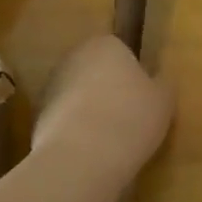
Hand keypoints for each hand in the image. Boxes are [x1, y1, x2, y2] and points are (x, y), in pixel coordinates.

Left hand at [32, 35, 172, 186]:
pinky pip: (64, 119)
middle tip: (128, 117)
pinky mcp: (37, 116)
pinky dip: (75, 131)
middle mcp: (73, 57)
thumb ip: (162, 84)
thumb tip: (158, 80)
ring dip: (89, 110)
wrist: (82, 157)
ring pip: (77, 94)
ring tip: (109, 140)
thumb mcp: (164, 100)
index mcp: (105, 44)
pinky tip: (90, 152)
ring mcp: (51, 86)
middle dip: (108, 89)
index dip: (132, 73)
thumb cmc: (130, 118)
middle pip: (95, 70)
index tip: (142, 97)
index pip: (120, 49)